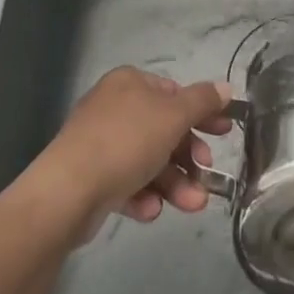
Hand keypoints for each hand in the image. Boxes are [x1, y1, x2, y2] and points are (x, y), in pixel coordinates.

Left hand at [37, 67, 233, 230]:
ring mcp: (100, 143)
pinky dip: (144, 196)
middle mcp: (114, 107)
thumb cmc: (126, 141)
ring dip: (174, 183)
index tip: (224, 134)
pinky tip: (150, 211)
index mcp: (131, 83)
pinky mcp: (90, 178)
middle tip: (207, 174)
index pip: (175, 93)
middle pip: (164, 131)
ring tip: (192, 205)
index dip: (202, 114)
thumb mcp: (174, 116)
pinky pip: (127, 182)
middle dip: (189, 158)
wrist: (67, 192)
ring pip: (149, 161)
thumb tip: (226, 88)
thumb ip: (203, 101)